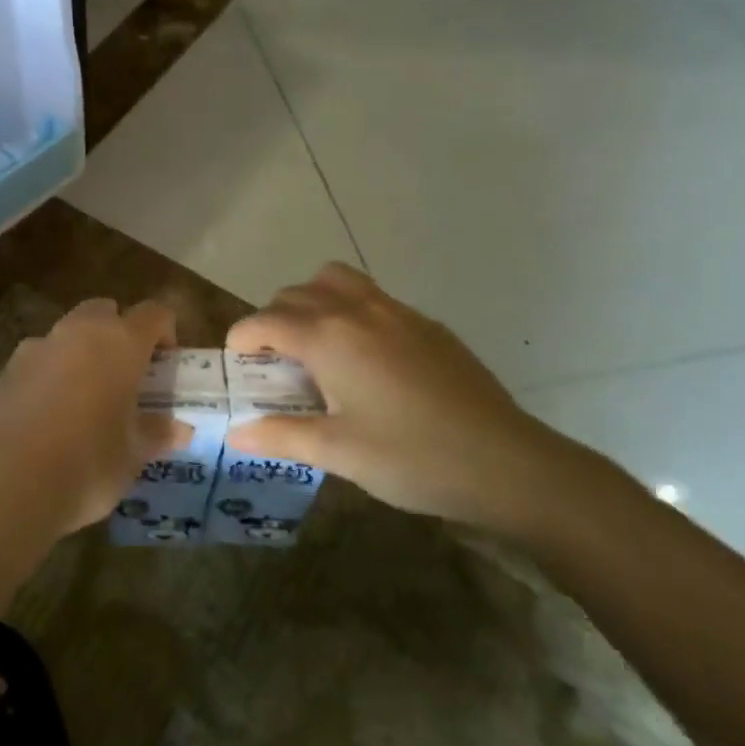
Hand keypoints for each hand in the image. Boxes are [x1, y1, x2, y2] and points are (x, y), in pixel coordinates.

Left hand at [0, 299, 184, 537]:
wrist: (1, 483)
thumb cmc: (85, 465)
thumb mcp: (131, 456)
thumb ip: (156, 434)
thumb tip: (179, 429)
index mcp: (119, 343)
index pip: (153, 313)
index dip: (165, 332)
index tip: (166, 365)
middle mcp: (76, 333)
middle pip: (104, 311)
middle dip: (117, 333)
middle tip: (125, 377)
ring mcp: (34, 348)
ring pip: (66, 334)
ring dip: (79, 354)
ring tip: (83, 402)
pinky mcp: (2, 370)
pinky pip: (35, 362)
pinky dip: (47, 377)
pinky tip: (45, 420)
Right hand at [226, 263, 596, 533]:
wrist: (509, 464)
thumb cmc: (412, 458)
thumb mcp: (338, 453)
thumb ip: (281, 436)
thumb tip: (236, 433)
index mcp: (328, 337)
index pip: (265, 320)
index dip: (242, 338)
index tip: (237, 365)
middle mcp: (357, 311)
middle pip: (296, 294)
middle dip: (273, 319)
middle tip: (274, 363)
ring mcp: (397, 312)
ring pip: (336, 281)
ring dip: (312, 301)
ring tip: (316, 345)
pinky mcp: (427, 325)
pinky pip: (372, 297)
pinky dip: (350, 311)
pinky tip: (367, 360)